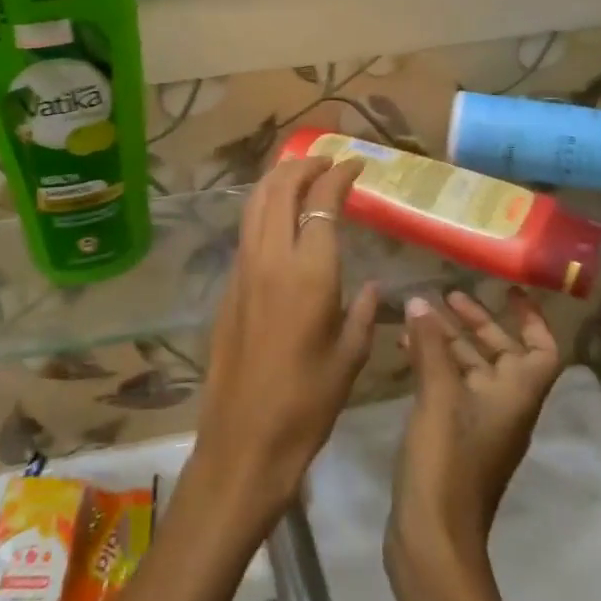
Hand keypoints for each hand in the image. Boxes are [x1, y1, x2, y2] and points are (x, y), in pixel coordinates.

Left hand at [189, 157, 379, 525]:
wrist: (244, 439)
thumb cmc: (308, 402)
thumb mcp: (351, 355)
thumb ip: (364, 310)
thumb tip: (371, 285)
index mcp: (308, 271)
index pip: (322, 202)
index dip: (340, 175)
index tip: (357, 164)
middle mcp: (270, 257)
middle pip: (280, 188)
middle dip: (304, 165)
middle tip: (327, 160)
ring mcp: (243, 268)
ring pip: (256, 202)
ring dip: (279, 179)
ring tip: (301, 173)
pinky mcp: (229, 284)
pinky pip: (247, 227)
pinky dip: (264, 205)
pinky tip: (279, 216)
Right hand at [388, 290, 565, 572]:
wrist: (432, 538)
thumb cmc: (446, 462)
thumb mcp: (438, 397)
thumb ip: (430, 347)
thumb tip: (421, 302)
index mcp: (516, 397)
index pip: (543, 351)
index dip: (532, 319)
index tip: (508, 291)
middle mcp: (504, 407)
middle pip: (502, 354)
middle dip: (477, 322)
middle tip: (446, 295)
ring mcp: (477, 424)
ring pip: (470, 369)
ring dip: (449, 341)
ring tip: (417, 314)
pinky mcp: (452, 436)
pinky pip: (449, 387)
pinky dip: (432, 364)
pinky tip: (405, 349)